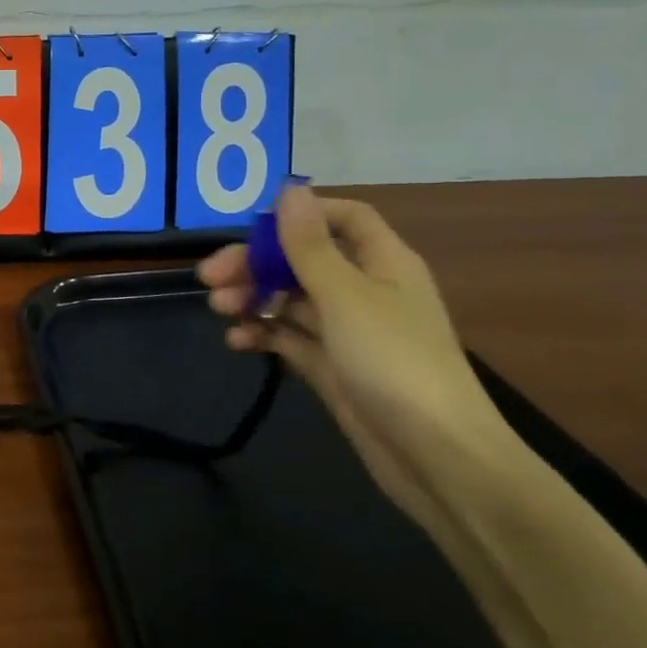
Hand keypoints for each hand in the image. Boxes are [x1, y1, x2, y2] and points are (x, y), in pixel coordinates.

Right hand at [197, 185, 511, 523]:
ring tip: (218, 309)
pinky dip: (263, 334)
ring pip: (292, 300)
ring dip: (253, 298)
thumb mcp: (345, 296)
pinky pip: (291, 339)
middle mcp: (366, 291)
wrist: (436, 458)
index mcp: (382, 263)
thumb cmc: (393, 362)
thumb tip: (290, 189)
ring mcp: (348, 332)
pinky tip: (237, 341)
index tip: (254, 226)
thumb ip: (310, 245)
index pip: (344, 218)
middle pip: (304, 260)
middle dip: (257, 263)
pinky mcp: (334, 368)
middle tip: (210, 276)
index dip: (301, 214)